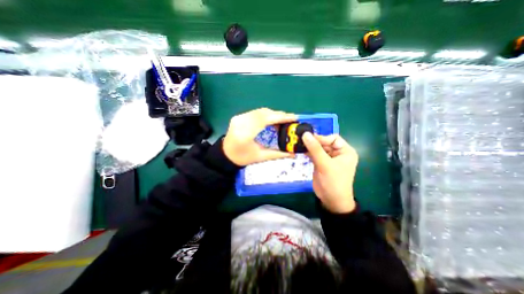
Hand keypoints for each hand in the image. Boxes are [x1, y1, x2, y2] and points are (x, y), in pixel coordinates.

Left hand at [222, 108, 298, 167]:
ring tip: (283, 120)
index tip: (293, 117)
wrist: (225, 154)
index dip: (280, 117)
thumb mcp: (261, 157)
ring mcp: (239, 117)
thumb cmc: (243, 158)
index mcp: (246, 134)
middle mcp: (241, 122)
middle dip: (279, 115)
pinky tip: (271, 119)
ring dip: (273, 114)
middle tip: (290, 119)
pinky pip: (255, 112)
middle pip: (264, 113)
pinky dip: (266, 114)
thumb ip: (278, 154)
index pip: (265, 120)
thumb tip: (293, 153)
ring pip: (260, 111)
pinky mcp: (239, 116)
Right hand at [301, 133, 358, 212]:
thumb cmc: (333, 182)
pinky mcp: (320, 163)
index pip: (333, 138)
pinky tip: (300, 150)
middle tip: (300, 140)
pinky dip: (307, 152)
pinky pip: (313, 154)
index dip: (321, 138)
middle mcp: (337, 153)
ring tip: (298, 144)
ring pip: (317, 148)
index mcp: (345, 151)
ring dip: (309, 146)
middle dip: (313, 142)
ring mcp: (328, 158)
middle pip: (324, 142)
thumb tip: (305, 134)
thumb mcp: (325, 164)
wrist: (331, 200)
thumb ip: (315, 149)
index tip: (308, 138)